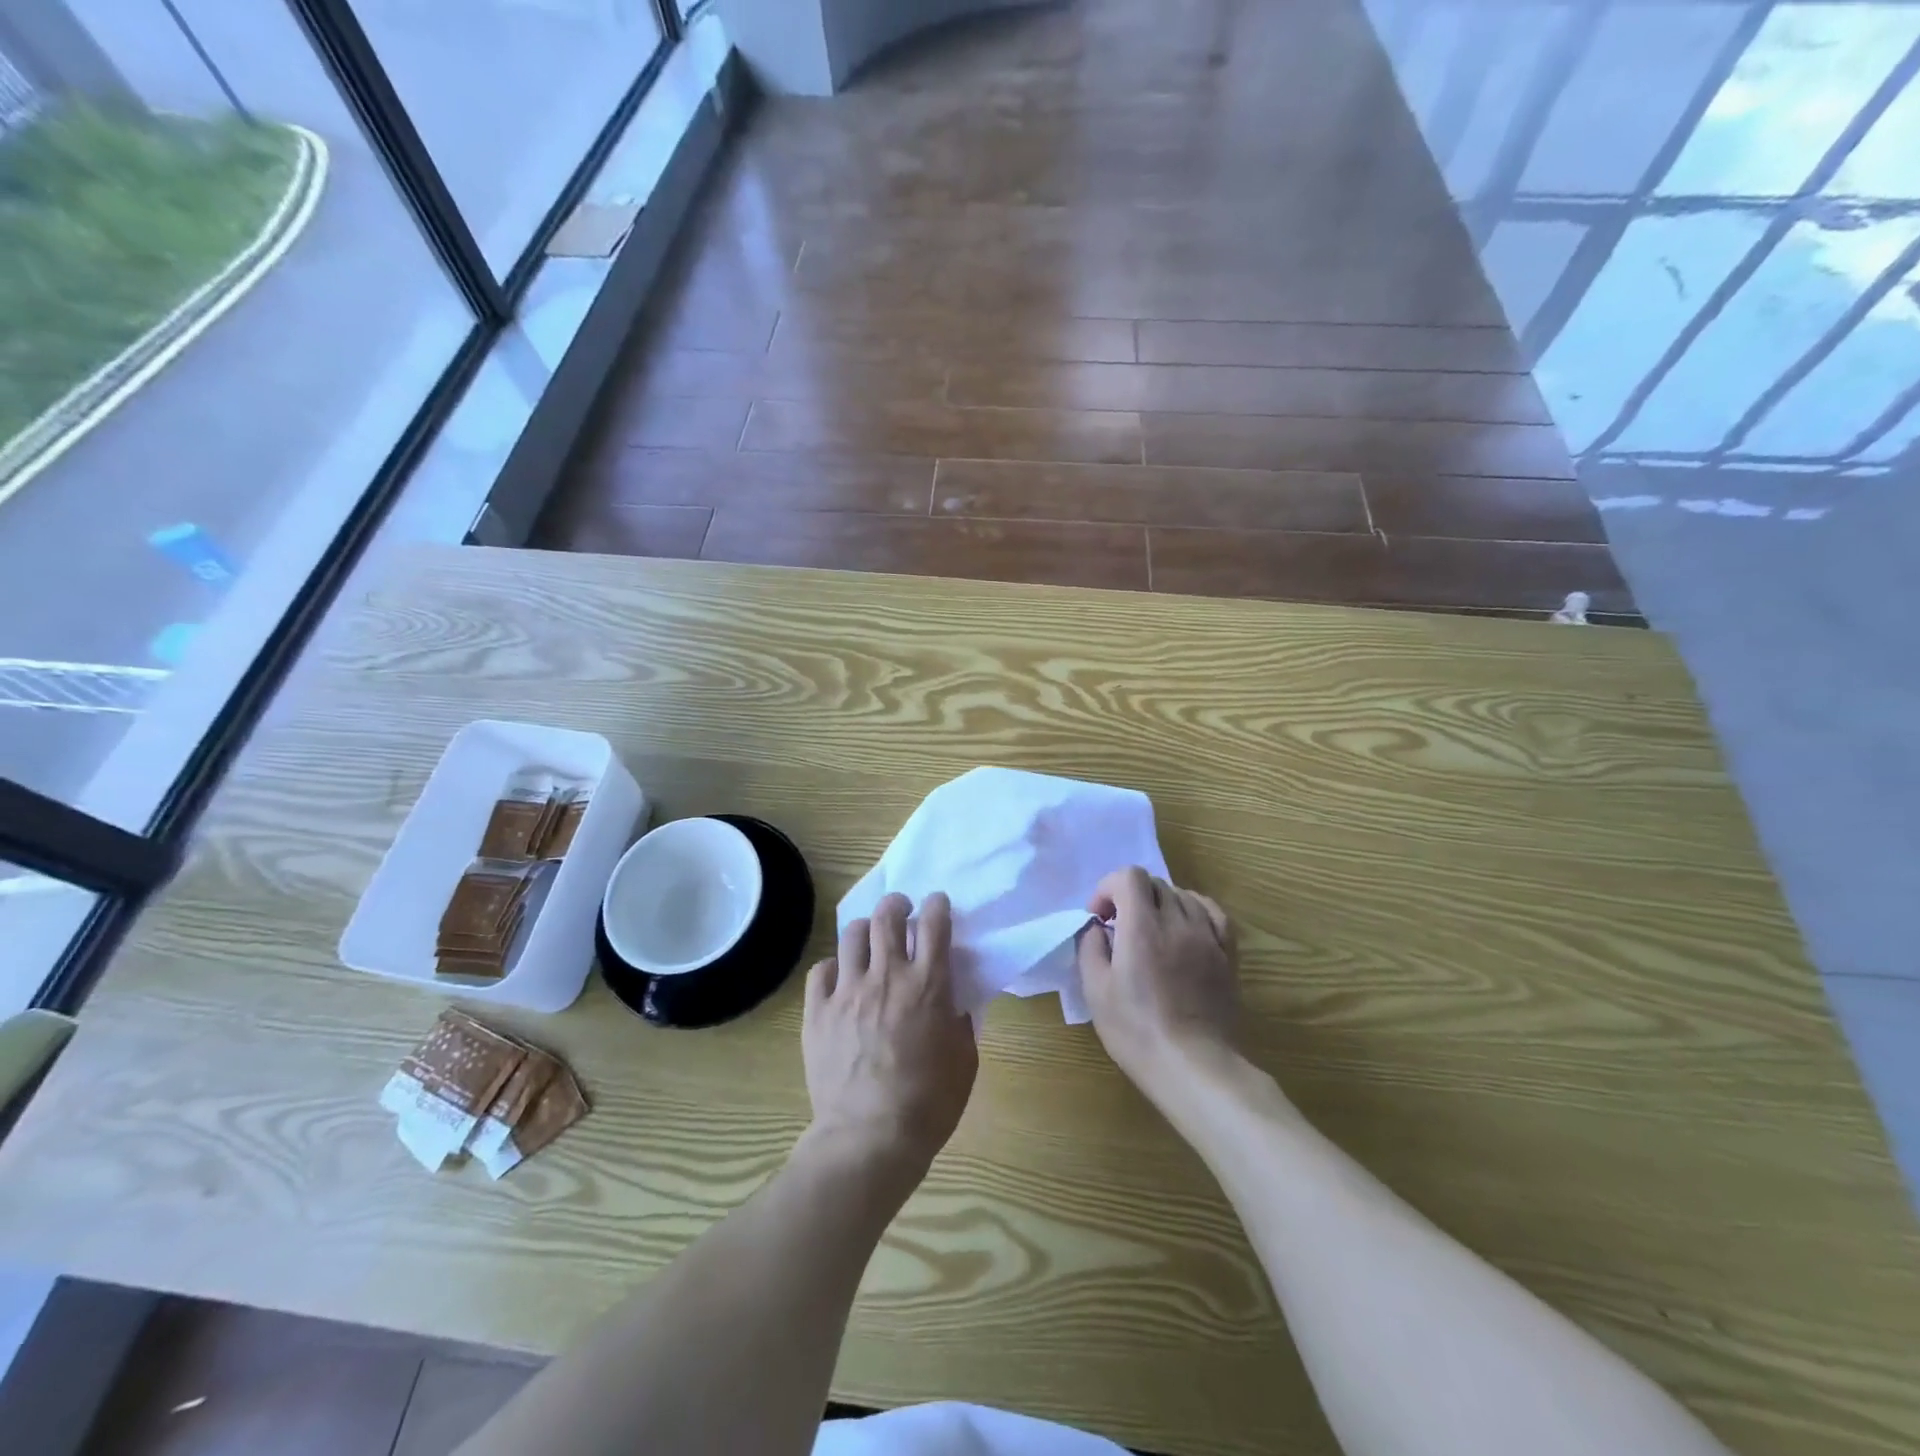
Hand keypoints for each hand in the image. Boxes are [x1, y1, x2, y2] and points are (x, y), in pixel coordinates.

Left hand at [802, 892, 977, 1189]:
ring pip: (852, 935)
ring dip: (865, 930)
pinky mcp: (817, 1011)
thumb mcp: (965, 1059)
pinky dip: (834, 968)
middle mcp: (887, 977)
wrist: (870, 1139)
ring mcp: (847, 992)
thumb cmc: (929, 1103)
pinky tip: (840, 980)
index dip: (938, 905)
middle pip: (888, 916)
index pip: (934, 924)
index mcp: (928, 986)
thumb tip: (953, 998)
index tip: (938, 904)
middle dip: (897, 904)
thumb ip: (960, 1019)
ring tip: (869, 940)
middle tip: (901, 909)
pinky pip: (821, 970)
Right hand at [1076, 867, 1240, 1100]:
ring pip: (1182, 895)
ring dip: (1160, 903)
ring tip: (1151, 931)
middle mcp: (1177, 922)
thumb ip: (1090, 948)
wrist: (1195, 1066)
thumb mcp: (1096, 992)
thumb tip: (1097, 928)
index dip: (1108, 888)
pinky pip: (1212, 912)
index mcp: (1141, 928)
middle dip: (1131, 896)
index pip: (1129, 877)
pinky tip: (1184, 926)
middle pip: (1154, 883)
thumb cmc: (1137, 1031)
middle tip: (1120, 927)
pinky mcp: (1227, 954)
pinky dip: (1193, 909)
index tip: (1100, 917)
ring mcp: (1207, 936)